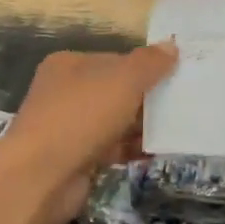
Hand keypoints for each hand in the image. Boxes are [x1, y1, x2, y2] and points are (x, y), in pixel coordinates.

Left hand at [0, 43, 177, 223]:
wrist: (41, 178)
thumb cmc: (81, 116)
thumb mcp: (122, 80)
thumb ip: (149, 63)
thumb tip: (171, 46)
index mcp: (69, 65)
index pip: (114, 59)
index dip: (144, 67)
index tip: (176, 76)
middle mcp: (65, 93)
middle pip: (115, 90)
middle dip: (146, 98)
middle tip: (184, 103)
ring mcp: (68, 128)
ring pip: (114, 121)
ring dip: (142, 125)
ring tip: (180, 127)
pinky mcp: (76, 159)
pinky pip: (111, 148)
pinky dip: (132, 149)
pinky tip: (159, 152)